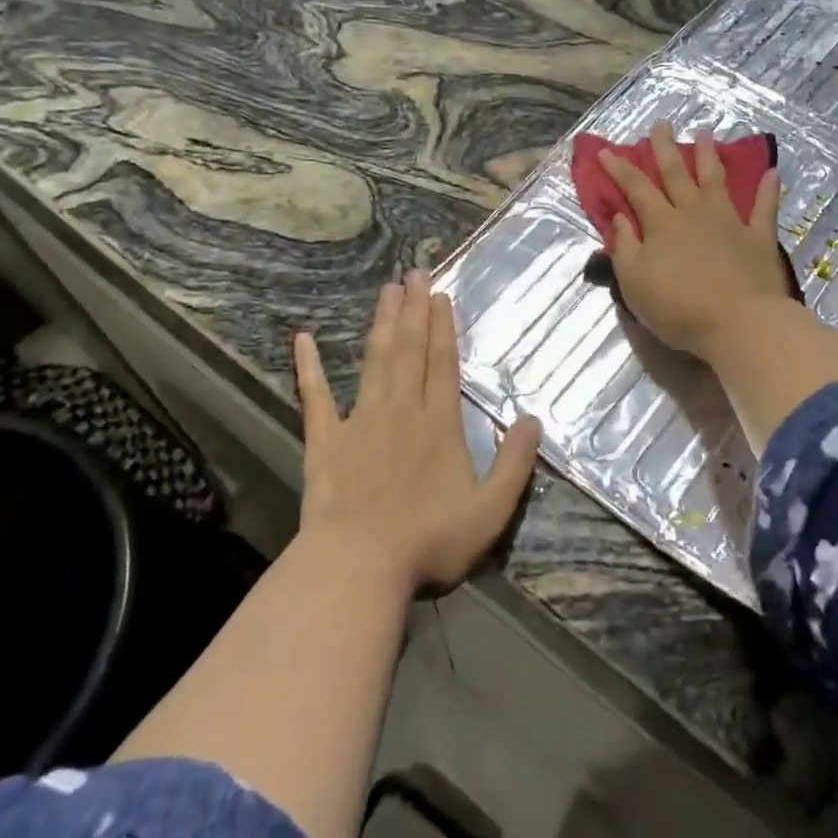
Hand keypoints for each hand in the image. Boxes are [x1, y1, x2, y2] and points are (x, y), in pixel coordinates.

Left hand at [294, 271, 541, 595]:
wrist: (359, 565)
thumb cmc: (429, 541)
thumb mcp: (490, 511)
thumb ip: (514, 464)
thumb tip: (534, 420)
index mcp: (439, 424)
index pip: (443, 363)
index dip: (442, 327)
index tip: (439, 295)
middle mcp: (402, 410)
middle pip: (409, 350)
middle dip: (413, 309)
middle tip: (414, 272)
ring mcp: (360, 421)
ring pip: (374, 360)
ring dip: (381, 323)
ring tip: (386, 290)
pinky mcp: (326, 440)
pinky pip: (316, 397)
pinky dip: (309, 367)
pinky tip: (303, 339)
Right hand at [600, 122, 787, 360]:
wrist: (739, 323)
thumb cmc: (678, 308)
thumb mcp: (634, 282)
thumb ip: (625, 247)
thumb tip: (620, 218)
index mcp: (661, 224)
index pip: (636, 188)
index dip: (619, 169)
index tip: (606, 152)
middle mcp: (694, 213)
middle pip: (677, 174)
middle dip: (665, 148)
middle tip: (662, 124)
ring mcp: (729, 222)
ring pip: (716, 180)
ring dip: (709, 157)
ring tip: (706, 134)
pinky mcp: (758, 237)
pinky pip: (764, 207)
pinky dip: (768, 189)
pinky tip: (772, 172)